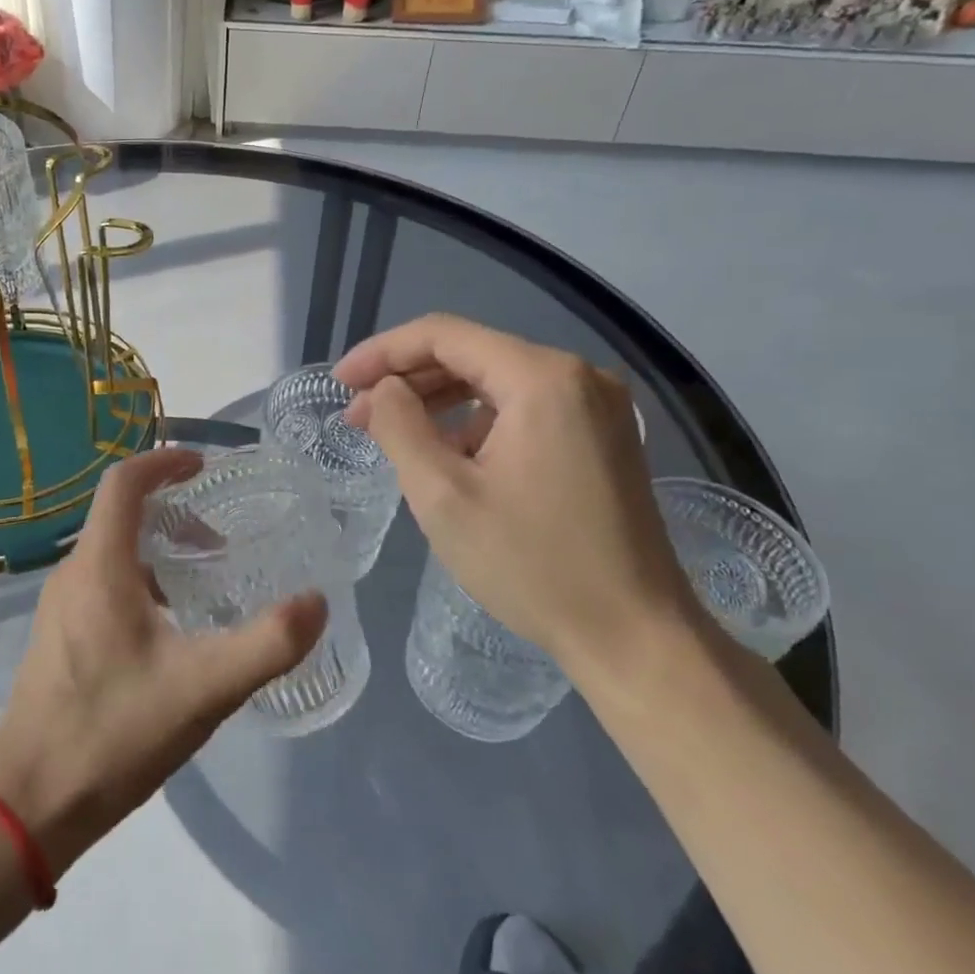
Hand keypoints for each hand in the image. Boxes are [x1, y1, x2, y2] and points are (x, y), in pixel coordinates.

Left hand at [0, 447, 326, 875]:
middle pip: (120, 515)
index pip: (124, 483)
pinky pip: (102, 584)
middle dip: (172, 510)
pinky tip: (171, 628)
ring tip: (204, 579)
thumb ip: (267, 643)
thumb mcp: (203, 689)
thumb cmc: (113, 733)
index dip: (164, 462)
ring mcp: (60, 608)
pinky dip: (141, 579)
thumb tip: (317, 601)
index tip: (205, 465)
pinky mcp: (58, 639)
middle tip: (220, 535)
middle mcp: (73, 574)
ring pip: (112, 552)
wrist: (28, 806)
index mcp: (99, 566)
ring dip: (158, 548)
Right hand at [334, 314, 696, 678]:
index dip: (382, 352)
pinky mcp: (602, 435)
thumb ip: (400, 426)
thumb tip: (384, 389)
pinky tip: (448, 454)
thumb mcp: (443, 495)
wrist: (635, 637)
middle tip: (356, 414)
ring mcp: (597, 406)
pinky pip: (523, 407)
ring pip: (496, 381)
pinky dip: (477, 421)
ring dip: (439, 400)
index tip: (340, 382)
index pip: (444, 335)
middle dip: (407, 378)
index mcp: (542, 378)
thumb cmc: (531, 565)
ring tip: (392, 433)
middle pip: (472, 353)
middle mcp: (577, 376)